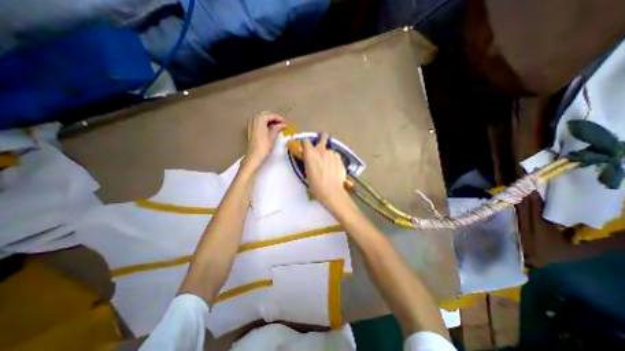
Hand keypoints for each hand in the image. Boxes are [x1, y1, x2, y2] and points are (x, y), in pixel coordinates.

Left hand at [242, 113, 285, 170]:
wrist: (254, 156)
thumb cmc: (264, 146)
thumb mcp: (273, 136)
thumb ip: (278, 128)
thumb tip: (283, 124)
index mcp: (260, 118)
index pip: (271, 115)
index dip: (280, 118)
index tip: (286, 123)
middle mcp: (253, 119)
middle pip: (265, 115)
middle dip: (274, 119)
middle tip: (282, 124)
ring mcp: (250, 124)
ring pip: (261, 119)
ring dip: (269, 122)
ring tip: (277, 127)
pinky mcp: (249, 130)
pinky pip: (257, 123)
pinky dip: (264, 125)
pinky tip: (269, 130)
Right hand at [303, 132, 350, 211]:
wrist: (331, 191)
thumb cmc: (316, 185)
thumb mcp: (307, 172)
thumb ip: (309, 160)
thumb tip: (310, 157)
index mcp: (311, 154)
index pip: (306, 141)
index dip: (306, 142)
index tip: (306, 145)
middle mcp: (322, 150)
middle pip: (323, 136)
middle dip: (322, 138)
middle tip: (321, 144)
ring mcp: (332, 154)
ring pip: (330, 150)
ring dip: (328, 154)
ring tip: (328, 165)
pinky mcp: (340, 159)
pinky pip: (335, 156)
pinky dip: (334, 160)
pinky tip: (333, 168)